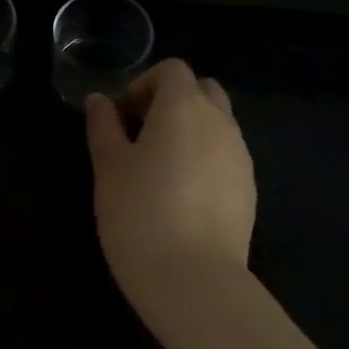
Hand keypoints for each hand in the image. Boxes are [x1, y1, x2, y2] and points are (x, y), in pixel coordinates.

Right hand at [85, 59, 255, 310]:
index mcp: (183, 106)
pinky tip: (183, 194)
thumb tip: (99, 100)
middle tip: (141, 133)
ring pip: (218, 123)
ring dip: (190, 130)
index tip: (121, 115)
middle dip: (172, 101)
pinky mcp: (250, 188)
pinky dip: (205, 158)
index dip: (143, 84)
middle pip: (202, 90)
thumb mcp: (108, 167)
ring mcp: (241, 155)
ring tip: (160, 167)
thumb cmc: (139, 213)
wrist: (193, 279)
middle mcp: (220, 121)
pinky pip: (227, 155)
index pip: (172, 70)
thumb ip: (103, 126)